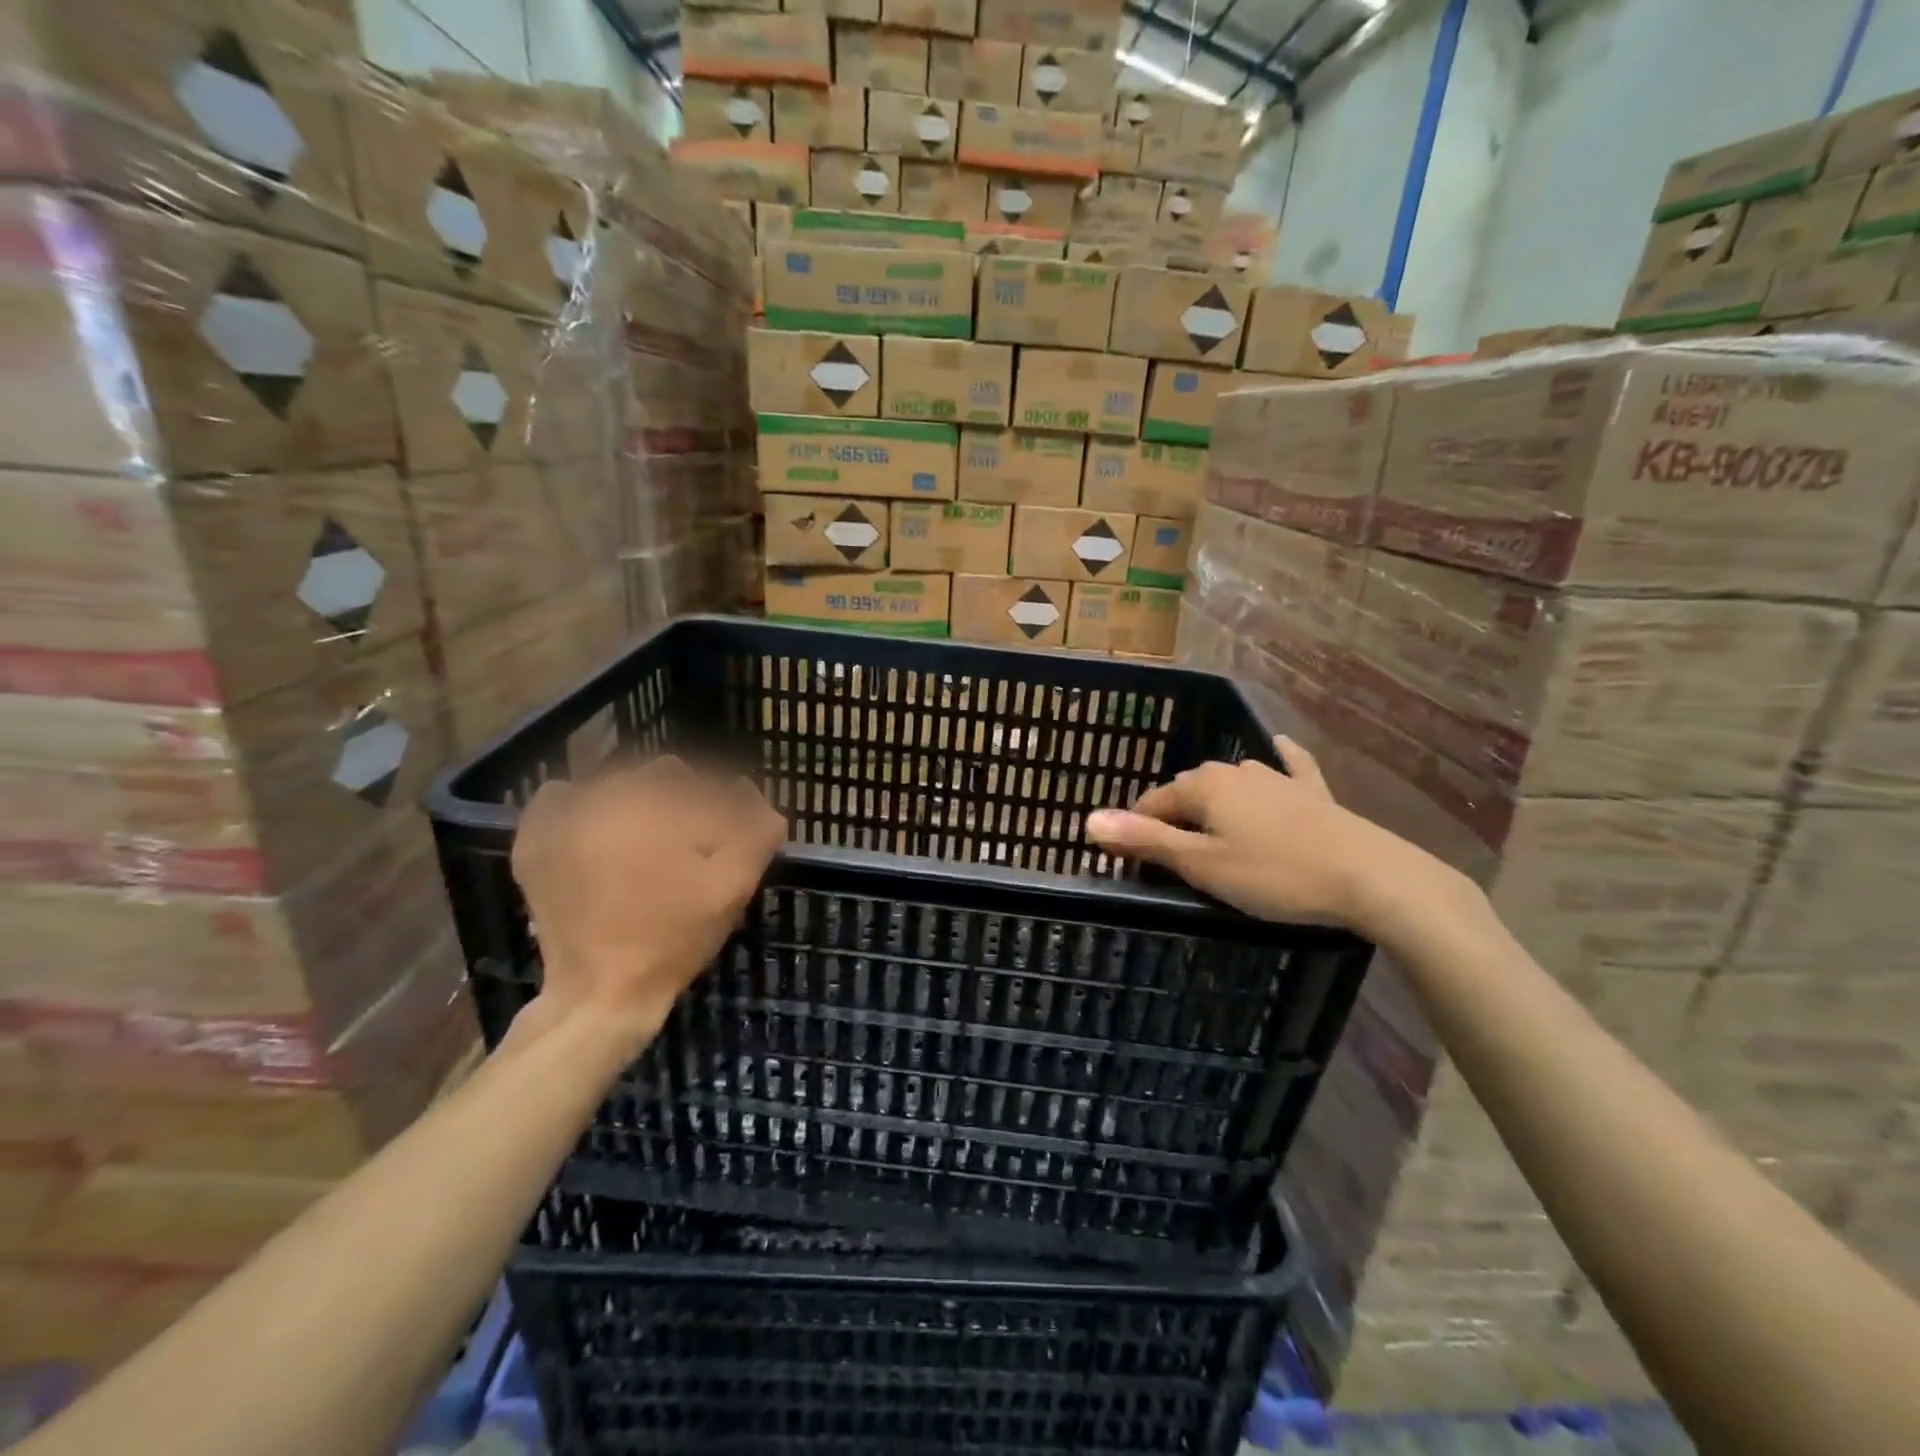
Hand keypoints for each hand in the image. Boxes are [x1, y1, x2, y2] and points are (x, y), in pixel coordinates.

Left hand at [510, 758, 785, 1045]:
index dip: (726, 812)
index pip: (706, 786)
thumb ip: (757, 830)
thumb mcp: (733, 885)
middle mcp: (605, 795)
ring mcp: (563, 816)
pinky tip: (598, 836)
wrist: (600, 993)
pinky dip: (583, 806)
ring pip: (616, 784)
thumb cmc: (674, 938)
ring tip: (647, 847)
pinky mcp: (534, 839)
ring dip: (639, 803)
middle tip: (689, 851)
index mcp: (656, 804)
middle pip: (662, 777)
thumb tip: (750, 792)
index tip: (725, 844)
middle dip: (684, 804)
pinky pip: (562, 797)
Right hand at [1086, 735, 1465, 936]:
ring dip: (1214, 805)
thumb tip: (1089, 819)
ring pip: (1231, 785)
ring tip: (1212, 836)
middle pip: (1189, 792)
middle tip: (1174, 860)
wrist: (1371, 877)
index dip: (1138, 831)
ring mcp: (1277, 777)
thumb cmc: (1275, 875)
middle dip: (1174, 819)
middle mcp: (1235, 770)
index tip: (1134, 863)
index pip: (1154, 802)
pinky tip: (1279, 748)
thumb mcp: (1202, 865)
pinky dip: (1278, 763)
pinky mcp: (1313, 791)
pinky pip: (1287, 769)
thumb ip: (1145, 840)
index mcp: (1204, 785)